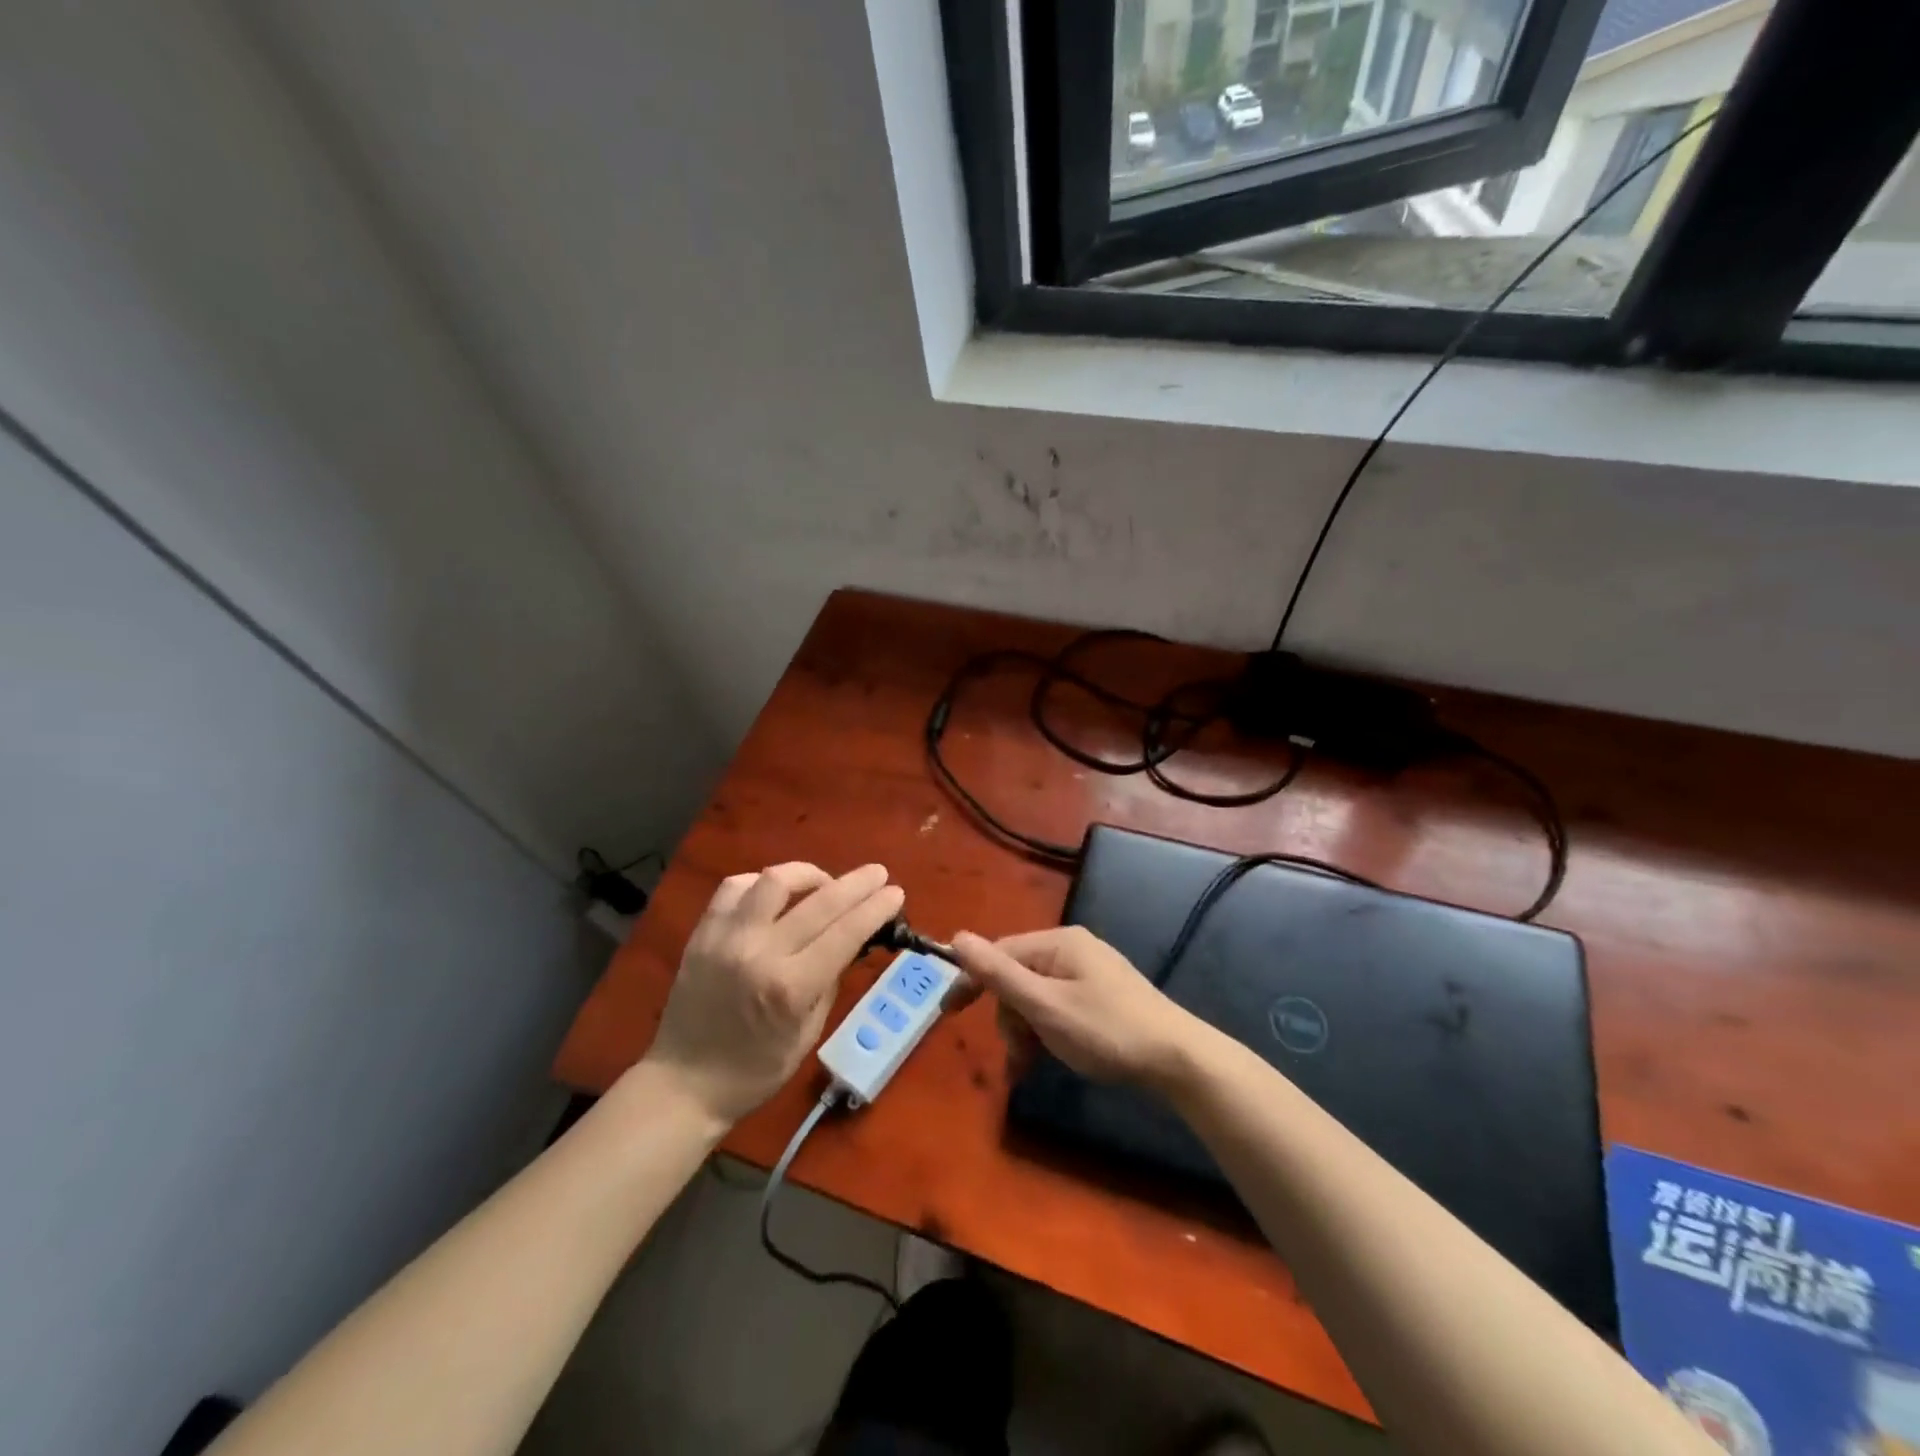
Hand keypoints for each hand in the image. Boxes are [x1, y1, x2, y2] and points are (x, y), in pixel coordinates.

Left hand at [643, 863, 903, 1123]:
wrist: (684, 1083)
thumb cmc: (755, 1071)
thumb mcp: (808, 1033)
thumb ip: (829, 981)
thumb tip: (849, 941)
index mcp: (791, 987)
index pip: (846, 933)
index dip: (875, 908)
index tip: (895, 892)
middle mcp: (761, 953)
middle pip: (820, 901)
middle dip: (857, 883)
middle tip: (877, 874)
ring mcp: (727, 938)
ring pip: (775, 881)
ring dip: (808, 874)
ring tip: (824, 882)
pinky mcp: (703, 932)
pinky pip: (734, 887)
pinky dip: (762, 882)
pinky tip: (775, 892)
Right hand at [950, 926, 1208, 1091]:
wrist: (1178, 1059)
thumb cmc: (1106, 1030)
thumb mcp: (1045, 1006)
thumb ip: (999, 974)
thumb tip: (957, 938)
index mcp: (1058, 943)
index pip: (1000, 953)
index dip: (973, 981)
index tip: (949, 1014)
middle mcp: (1073, 949)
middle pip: (1018, 977)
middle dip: (1009, 1017)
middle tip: (1017, 1056)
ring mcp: (1090, 972)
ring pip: (1037, 996)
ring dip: (1026, 1030)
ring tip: (1029, 1066)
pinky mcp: (1102, 995)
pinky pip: (1058, 1006)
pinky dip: (1047, 1031)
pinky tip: (1049, 1056)